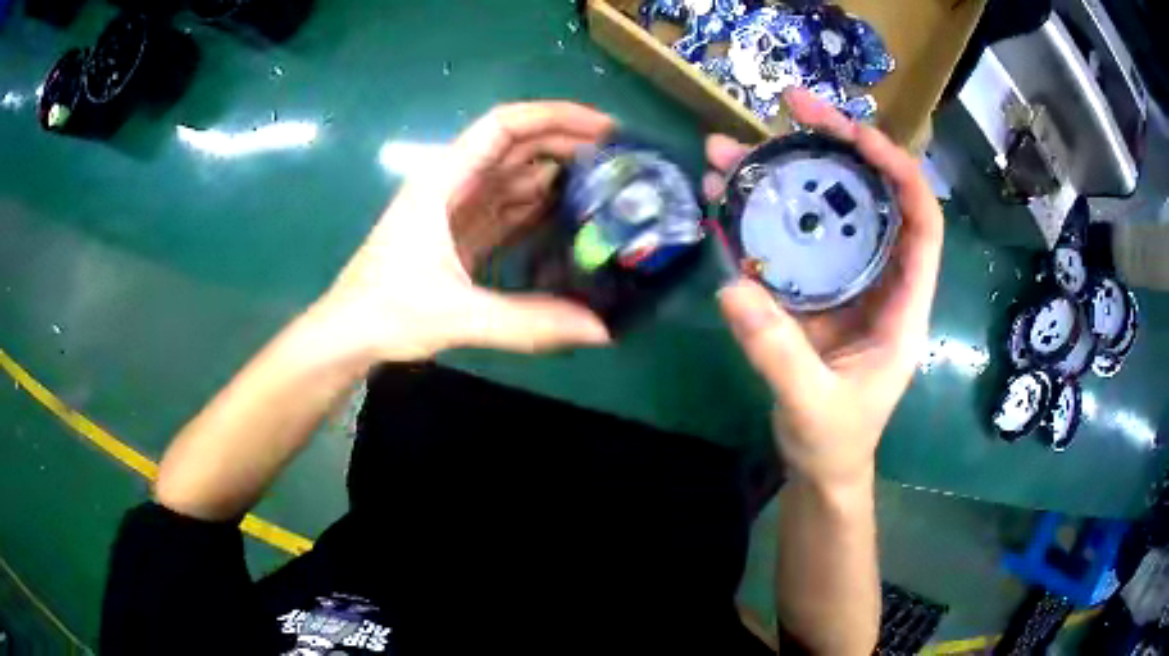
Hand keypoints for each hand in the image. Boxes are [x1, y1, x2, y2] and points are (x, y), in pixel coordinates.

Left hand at [315, 102, 615, 362]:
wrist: (347, 336)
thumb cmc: (385, 312)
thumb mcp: (456, 315)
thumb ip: (527, 323)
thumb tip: (601, 331)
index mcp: (443, 181)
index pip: (504, 126)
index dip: (555, 117)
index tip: (605, 129)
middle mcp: (452, 185)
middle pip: (516, 146)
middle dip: (566, 144)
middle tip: (619, 161)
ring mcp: (457, 211)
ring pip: (515, 178)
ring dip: (557, 177)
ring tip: (607, 187)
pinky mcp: (462, 237)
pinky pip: (509, 211)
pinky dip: (540, 210)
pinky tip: (571, 220)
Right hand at [710, 88, 943, 486]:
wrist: (819, 464)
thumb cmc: (835, 440)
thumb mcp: (814, 405)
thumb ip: (779, 353)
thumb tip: (732, 288)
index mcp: (903, 301)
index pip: (920, 219)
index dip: (896, 168)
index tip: (851, 132)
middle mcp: (877, 276)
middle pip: (867, 194)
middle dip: (833, 144)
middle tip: (788, 107)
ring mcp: (840, 279)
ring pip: (820, 209)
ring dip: (778, 173)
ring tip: (725, 150)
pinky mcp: (807, 289)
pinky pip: (785, 239)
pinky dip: (754, 213)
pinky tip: (719, 196)